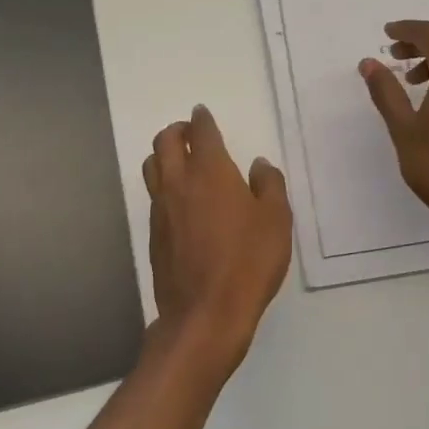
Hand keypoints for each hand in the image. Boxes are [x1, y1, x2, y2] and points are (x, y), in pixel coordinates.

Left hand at [142, 106, 291, 379]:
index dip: (202, 119)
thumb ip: (270, 185)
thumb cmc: (248, 262)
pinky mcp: (153, 234)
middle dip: (177, 130)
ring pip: (152, 166)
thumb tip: (259, 165)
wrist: (206, 314)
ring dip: (163, 155)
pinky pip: (154, 196)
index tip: (202, 114)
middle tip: (191, 133)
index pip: (200, 132)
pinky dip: (164, 185)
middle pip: (164, 141)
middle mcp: (179, 183)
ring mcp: (161, 209)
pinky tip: (181, 201)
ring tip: (180, 162)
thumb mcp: (277, 221)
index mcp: (210, 172)